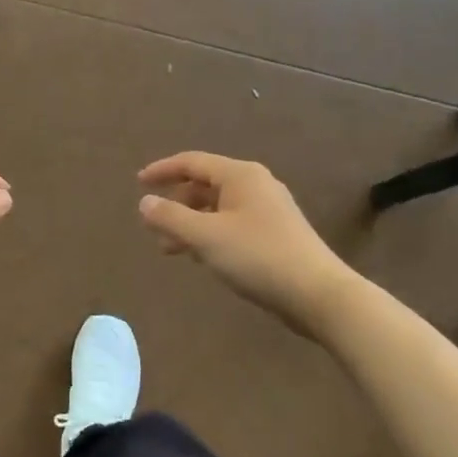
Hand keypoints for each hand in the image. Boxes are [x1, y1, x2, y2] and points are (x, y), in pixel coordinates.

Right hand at [138, 152, 357, 324]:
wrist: (319, 294)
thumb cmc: (258, 257)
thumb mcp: (205, 237)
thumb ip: (170, 217)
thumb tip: (145, 202)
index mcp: (239, 175)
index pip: (192, 162)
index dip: (162, 170)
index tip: (138, 183)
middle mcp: (255, 184)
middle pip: (205, 185)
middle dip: (176, 203)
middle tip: (153, 225)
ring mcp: (269, 209)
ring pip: (218, 208)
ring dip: (191, 223)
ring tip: (170, 249)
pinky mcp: (276, 234)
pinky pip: (232, 224)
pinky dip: (210, 234)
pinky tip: (202, 257)